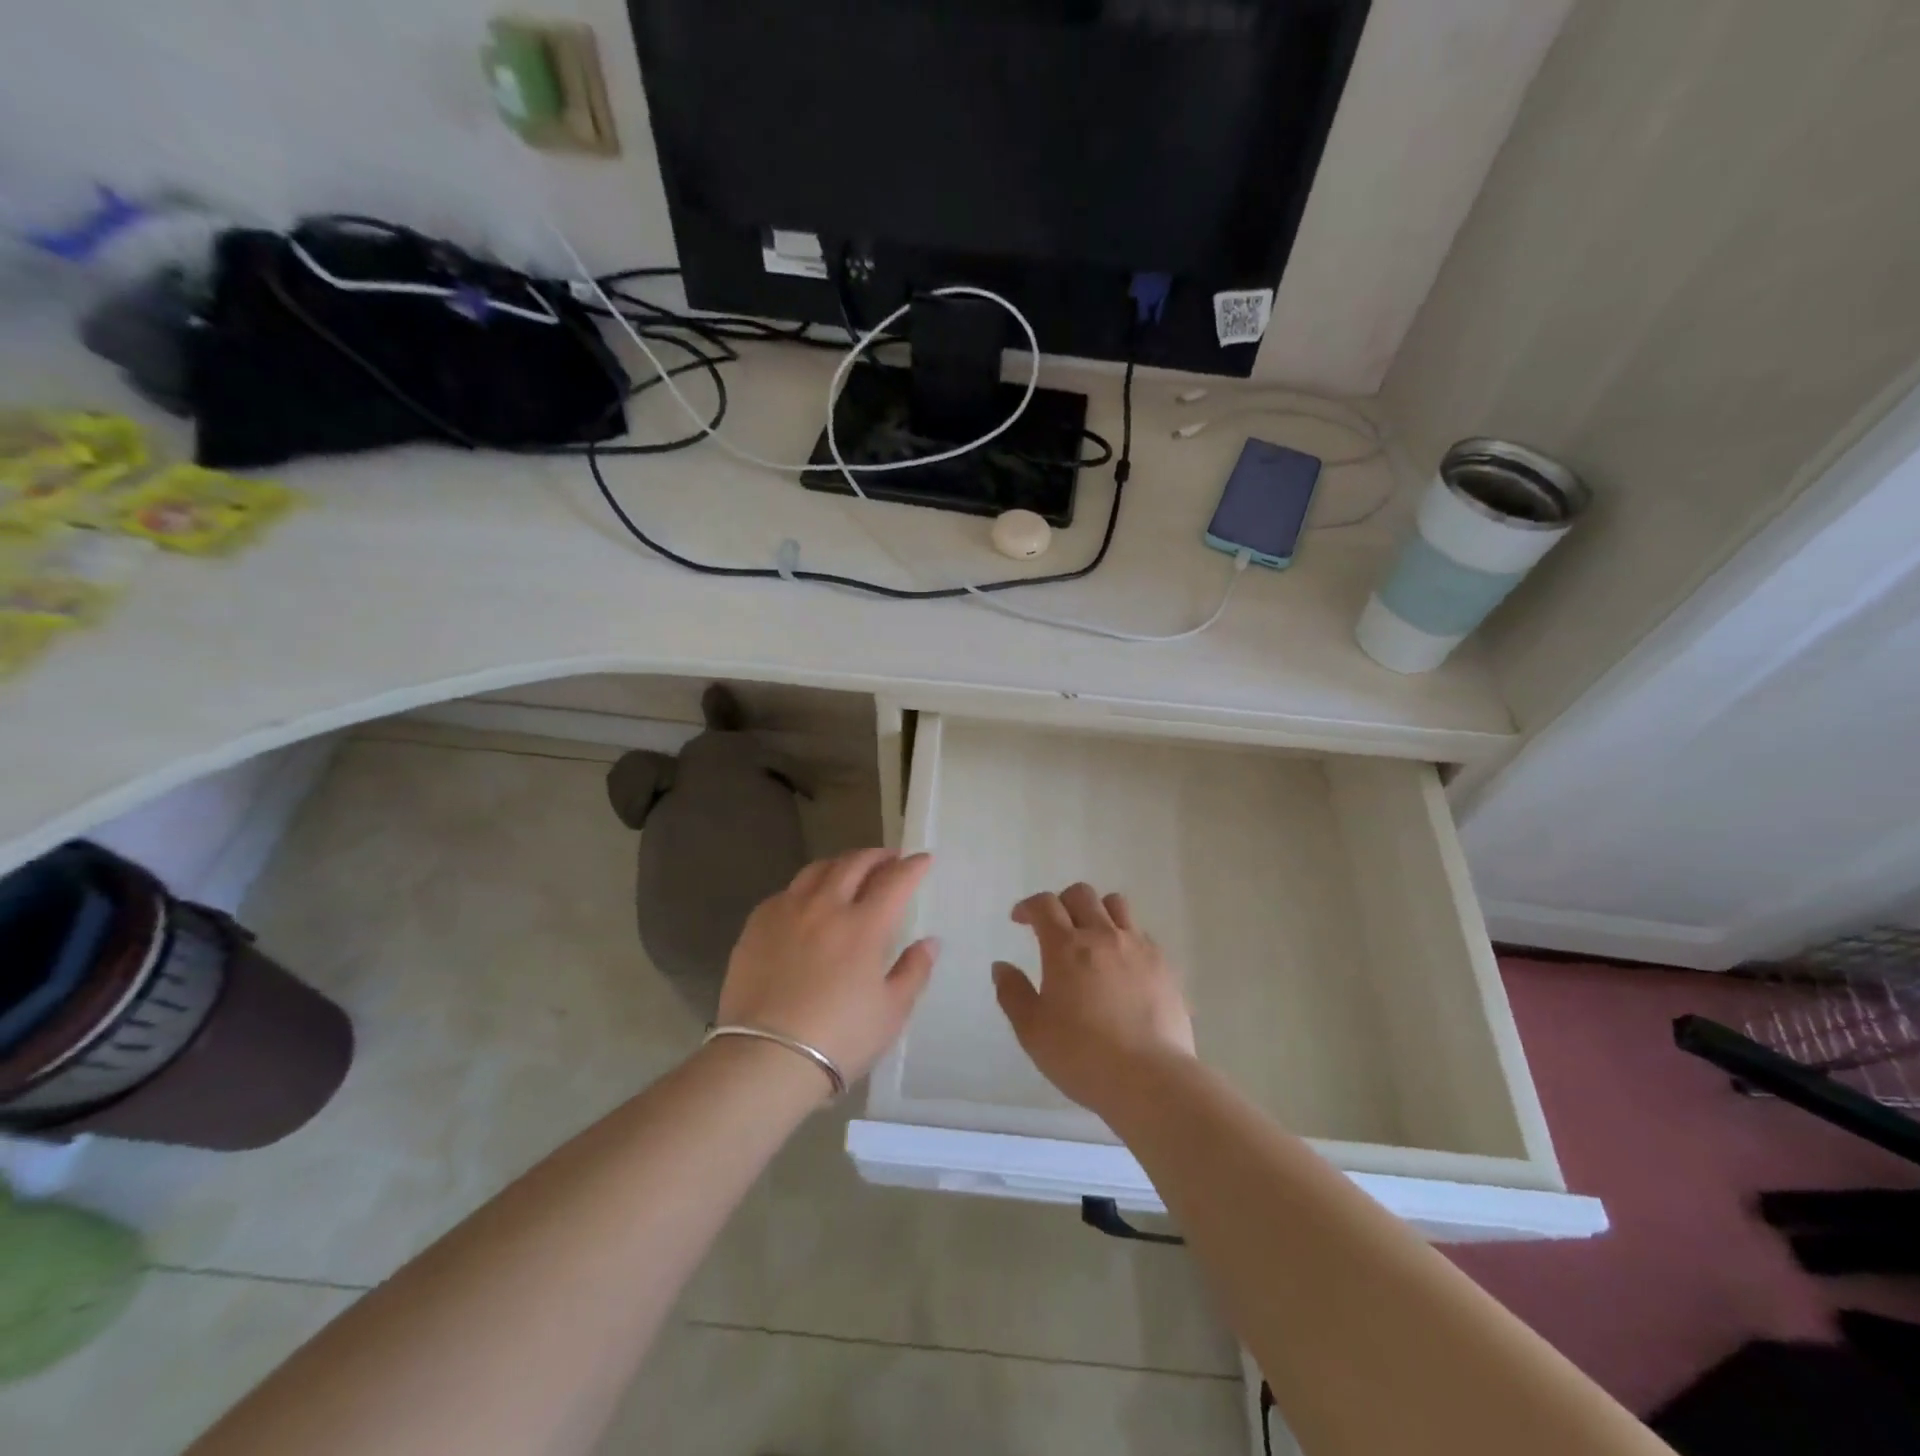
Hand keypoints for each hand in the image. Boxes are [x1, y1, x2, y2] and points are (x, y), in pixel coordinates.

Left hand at [717, 849, 938, 1088]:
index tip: (923, 859)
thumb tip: (929, 942)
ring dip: (841, 863)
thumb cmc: (839, 1039)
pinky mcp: (757, 925)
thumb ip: (914, 971)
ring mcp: (788, 912)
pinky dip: (807, 886)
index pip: (895, 880)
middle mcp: (826, 907)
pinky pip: (787, 891)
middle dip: (877, 856)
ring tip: (850, 869)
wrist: (765, 1058)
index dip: (913, 866)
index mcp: (864, 925)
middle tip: (889, 858)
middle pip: (854, 864)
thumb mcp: (891, 1012)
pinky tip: (808, 900)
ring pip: (817, 870)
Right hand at [993, 883, 1196, 1115]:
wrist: (1150, 1079)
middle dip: (1062, 903)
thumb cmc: (1082, 1056)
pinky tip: (1122, 965)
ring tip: (1091, 937)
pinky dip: (1125, 937)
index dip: (1028, 906)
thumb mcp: (1032, 1031)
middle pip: (1081, 894)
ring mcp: (1138, 947)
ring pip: (1116, 905)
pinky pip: (1141, 933)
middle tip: (1054, 928)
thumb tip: (1001, 966)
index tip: (1020, 920)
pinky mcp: (1164, 965)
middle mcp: (1103, 935)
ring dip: (1097, 911)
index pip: (1044, 905)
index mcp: (1066, 947)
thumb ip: (1013, 993)